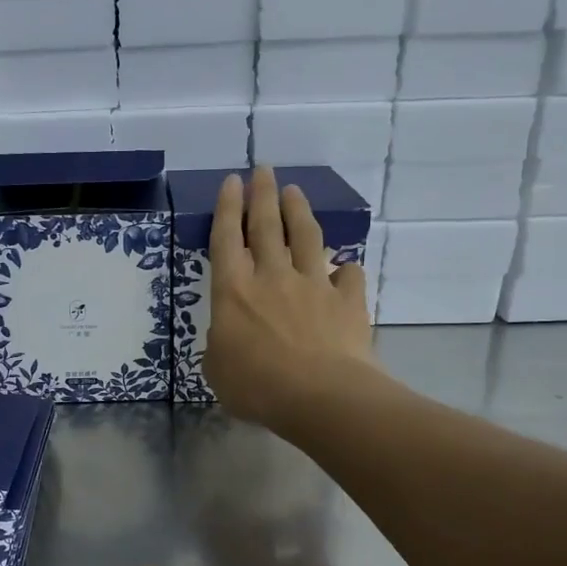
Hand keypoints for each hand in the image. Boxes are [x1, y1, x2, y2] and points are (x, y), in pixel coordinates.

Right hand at [204, 166, 377, 430]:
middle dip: (263, 194)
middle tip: (264, 169)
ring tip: (296, 191)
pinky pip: (349, 275)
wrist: (320, 396)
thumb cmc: (258, 387)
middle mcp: (273, 277)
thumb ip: (220, 346)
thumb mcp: (217, 371)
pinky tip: (346, 268)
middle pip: (267, 226)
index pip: (227, 239)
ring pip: (307, 238)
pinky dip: (346, 268)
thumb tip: (230, 336)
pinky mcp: (347, 301)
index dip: (228, 208)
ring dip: (300, 212)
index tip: (232, 181)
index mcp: (234, 292)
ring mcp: (313, 285)